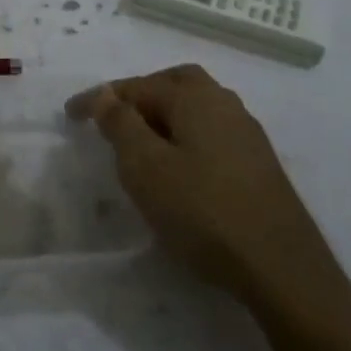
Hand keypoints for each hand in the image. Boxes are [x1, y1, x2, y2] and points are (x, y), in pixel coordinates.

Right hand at [67, 65, 350, 338]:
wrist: (281, 268)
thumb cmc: (202, 211)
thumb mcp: (145, 167)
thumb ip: (121, 124)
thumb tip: (106, 93)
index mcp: (195, 98)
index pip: (136, 87)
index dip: (99, 99)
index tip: (70, 114)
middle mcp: (224, 105)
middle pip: (175, 83)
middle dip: (139, 94)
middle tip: (112, 116)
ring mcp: (247, 134)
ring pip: (196, 107)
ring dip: (164, 114)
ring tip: (139, 140)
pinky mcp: (258, 163)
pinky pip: (210, 132)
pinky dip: (184, 134)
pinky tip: (177, 164)